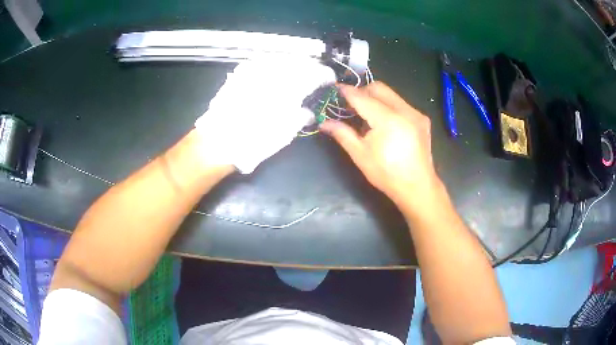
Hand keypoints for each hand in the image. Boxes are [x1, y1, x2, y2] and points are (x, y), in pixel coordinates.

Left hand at [195, 56, 335, 173]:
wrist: (219, 139)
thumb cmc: (256, 138)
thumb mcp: (286, 131)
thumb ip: (301, 117)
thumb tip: (308, 113)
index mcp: (293, 85)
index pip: (317, 73)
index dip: (325, 75)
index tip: (329, 80)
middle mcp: (277, 71)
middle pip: (301, 61)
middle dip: (311, 67)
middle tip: (315, 76)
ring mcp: (258, 68)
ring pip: (283, 58)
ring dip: (294, 64)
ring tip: (297, 72)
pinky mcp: (242, 71)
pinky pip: (264, 61)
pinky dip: (274, 64)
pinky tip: (275, 72)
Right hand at [320, 82, 441, 208]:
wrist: (417, 187)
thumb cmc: (386, 174)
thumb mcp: (360, 155)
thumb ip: (342, 133)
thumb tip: (324, 123)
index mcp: (388, 120)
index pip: (362, 97)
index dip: (347, 92)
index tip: (335, 88)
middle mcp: (404, 110)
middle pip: (378, 88)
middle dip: (362, 91)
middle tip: (350, 105)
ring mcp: (416, 113)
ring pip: (390, 94)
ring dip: (375, 98)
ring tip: (367, 116)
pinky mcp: (422, 118)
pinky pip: (400, 103)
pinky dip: (388, 106)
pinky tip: (384, 123)